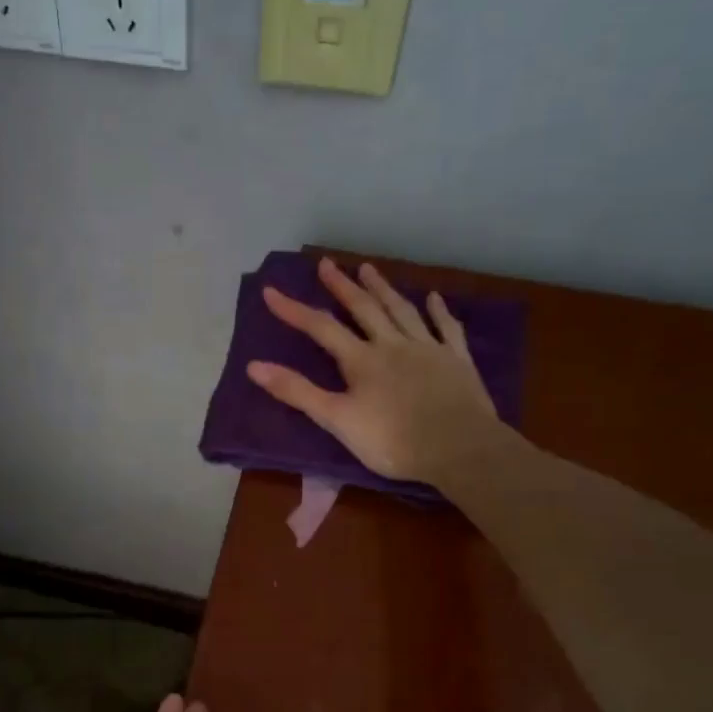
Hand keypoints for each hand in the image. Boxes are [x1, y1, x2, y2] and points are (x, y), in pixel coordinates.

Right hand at [247, 257, 500, 483]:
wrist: (458, 448)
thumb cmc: (392, 441)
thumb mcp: (336, 419)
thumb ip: (297, 392)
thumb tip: (254, 366)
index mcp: (362, 360)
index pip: (321, 328)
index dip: (294, 310)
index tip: (271, 290)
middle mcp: (393, 345)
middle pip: (364, 309)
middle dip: (342, 286)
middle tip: (327, 264)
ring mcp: (428, 349)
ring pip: (402, 311)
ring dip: (384, 289)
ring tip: (368, 268)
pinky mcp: (456, 361)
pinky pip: (446, 328)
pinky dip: (439, 311)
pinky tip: (434, 297)